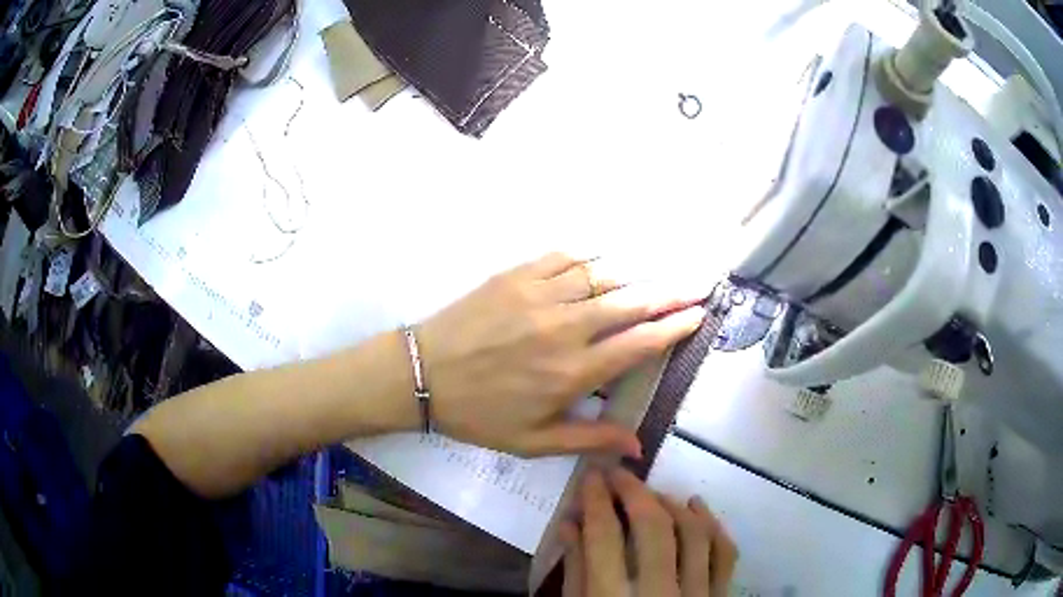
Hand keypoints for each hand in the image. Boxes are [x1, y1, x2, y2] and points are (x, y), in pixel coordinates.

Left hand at [416, 252, 705, 456]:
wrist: (422, 374)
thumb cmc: (479, 414)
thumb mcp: (533, 443)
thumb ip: (589, 440)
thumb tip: (638, 446)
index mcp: (573, 372)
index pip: (639, 344)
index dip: (674, 327)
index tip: (698, 314)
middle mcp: (565, 328)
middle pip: (631, 302)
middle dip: (672, 292)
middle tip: (700, 282)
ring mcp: (540, 295)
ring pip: (603, 275)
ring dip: (638, 271)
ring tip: (663, 267)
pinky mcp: (516, 275)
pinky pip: (565, 257)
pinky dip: (591, 256)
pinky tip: (605, 258)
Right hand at [561, 469, 737, 596]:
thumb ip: (575, 571)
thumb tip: (570, 523)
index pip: (604, 538)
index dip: (596, 501)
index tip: (592, 477)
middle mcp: (659, 595)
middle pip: (654, 528)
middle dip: (635, 492)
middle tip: (619, 475)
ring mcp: (696, 596)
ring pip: (695, 534)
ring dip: (673, 504)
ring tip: (654, 493)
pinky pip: (725, 553)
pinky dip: (713, 525)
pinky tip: (697, 507)